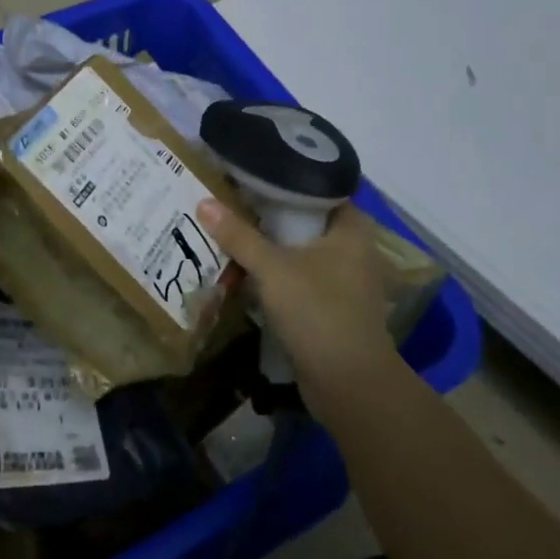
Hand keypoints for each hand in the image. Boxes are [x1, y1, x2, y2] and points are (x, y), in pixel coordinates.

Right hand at [199, 200, 402, 415]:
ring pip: (301, 253)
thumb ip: (239, 235)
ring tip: (232, 234)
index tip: (251, 174)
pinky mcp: (334, 308)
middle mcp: (355, 250)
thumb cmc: (318, 311)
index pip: (319, 188)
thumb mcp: (272, 268)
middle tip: (232, 202)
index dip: (285, 181)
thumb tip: (204, 202)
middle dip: (270, 216)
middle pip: (306, 222)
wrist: (349, 384)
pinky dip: (278, 276)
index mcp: (352, 228)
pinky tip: (247, 273)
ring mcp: (346, 282)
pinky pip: (301, 280)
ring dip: (271, 249)